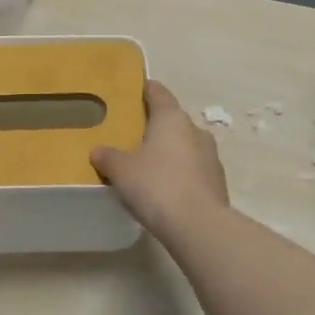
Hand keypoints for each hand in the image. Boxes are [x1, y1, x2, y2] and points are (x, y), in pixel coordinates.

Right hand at [91, 80, 229, 236]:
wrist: (198, 225)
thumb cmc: (156, 186)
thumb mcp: (122, 171)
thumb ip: (108, 157)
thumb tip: (97, 151)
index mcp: (172, 119)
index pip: (159, 93)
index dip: (147, 89)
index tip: (137, 89)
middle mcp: (195, 130)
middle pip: (173, 121)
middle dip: (157, 126)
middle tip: (135, 135)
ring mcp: (211, 156)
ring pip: (186, 146)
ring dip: (170, 152)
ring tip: (149, 165)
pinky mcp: (217, 182)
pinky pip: (193, 170)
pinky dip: (180, 173)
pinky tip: (166, 189)